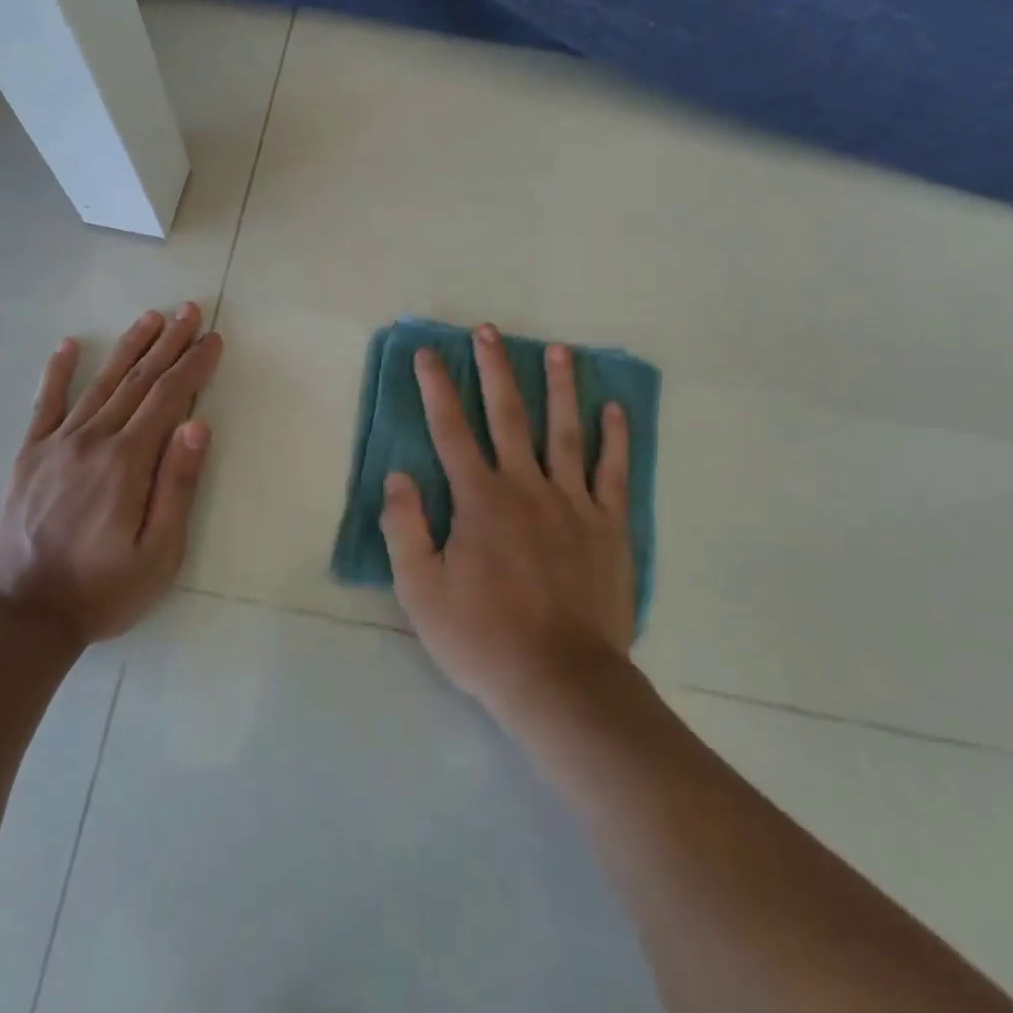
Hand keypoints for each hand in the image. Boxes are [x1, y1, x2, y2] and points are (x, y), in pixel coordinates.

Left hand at [0, 303, 223, 643]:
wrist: (18, 618)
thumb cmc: (101, 591)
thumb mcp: (158, 553)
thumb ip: (177, 485)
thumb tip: (197, 424)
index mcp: (127, 462)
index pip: (169, 398)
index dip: (193, 365)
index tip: (212, 338)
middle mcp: (93, 440)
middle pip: (138, 381)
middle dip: (168, 343)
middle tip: (188, 309)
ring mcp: (56, 445)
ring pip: (99, 384)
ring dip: (128, 347)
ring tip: (150, 318)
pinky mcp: (28, 457)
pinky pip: (44, 405)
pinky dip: (58, 372)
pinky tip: (69, 345)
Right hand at [382, 323, 634, 718]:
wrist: (560, 681)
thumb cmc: (483, 637)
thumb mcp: (421, 591)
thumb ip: (405, 528)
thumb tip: (398, 476)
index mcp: (479, 499)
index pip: (450, 430)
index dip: (436, 388)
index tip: (428, 353)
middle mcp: (525, 486)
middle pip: (508, 415)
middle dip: (495, 369)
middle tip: (488, 331)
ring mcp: (572, 503)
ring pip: (564, 432)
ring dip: (560, 387)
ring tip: (560, 350)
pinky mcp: (609, 526)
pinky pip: (613, 472)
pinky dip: (615, 438)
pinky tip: (614, 409)